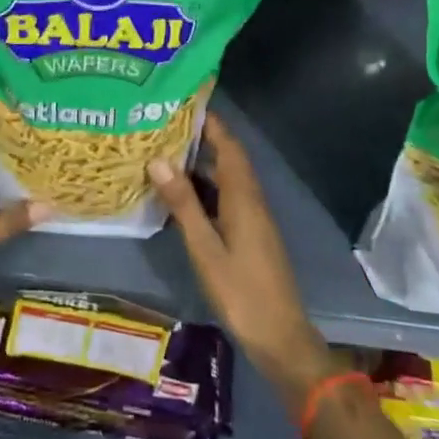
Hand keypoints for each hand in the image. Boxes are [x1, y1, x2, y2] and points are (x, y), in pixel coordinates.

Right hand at [149, 113, 334, 410]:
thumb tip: (159, 160)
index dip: (211, 123)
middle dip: (200, 139)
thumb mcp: (205, 248)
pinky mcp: (249, 235)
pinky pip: (225, 199)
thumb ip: (184, 204)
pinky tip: (180, 197)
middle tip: (162, 126)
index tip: (184, 102)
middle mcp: (251, 201)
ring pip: (226, 180)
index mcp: (244, 197)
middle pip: (227, 159)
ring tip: (164, 154)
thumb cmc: (241, 291)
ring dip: (200, 165)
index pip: (229, 146)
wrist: (279, 336)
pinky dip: (204, 190)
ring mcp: (252, 219)